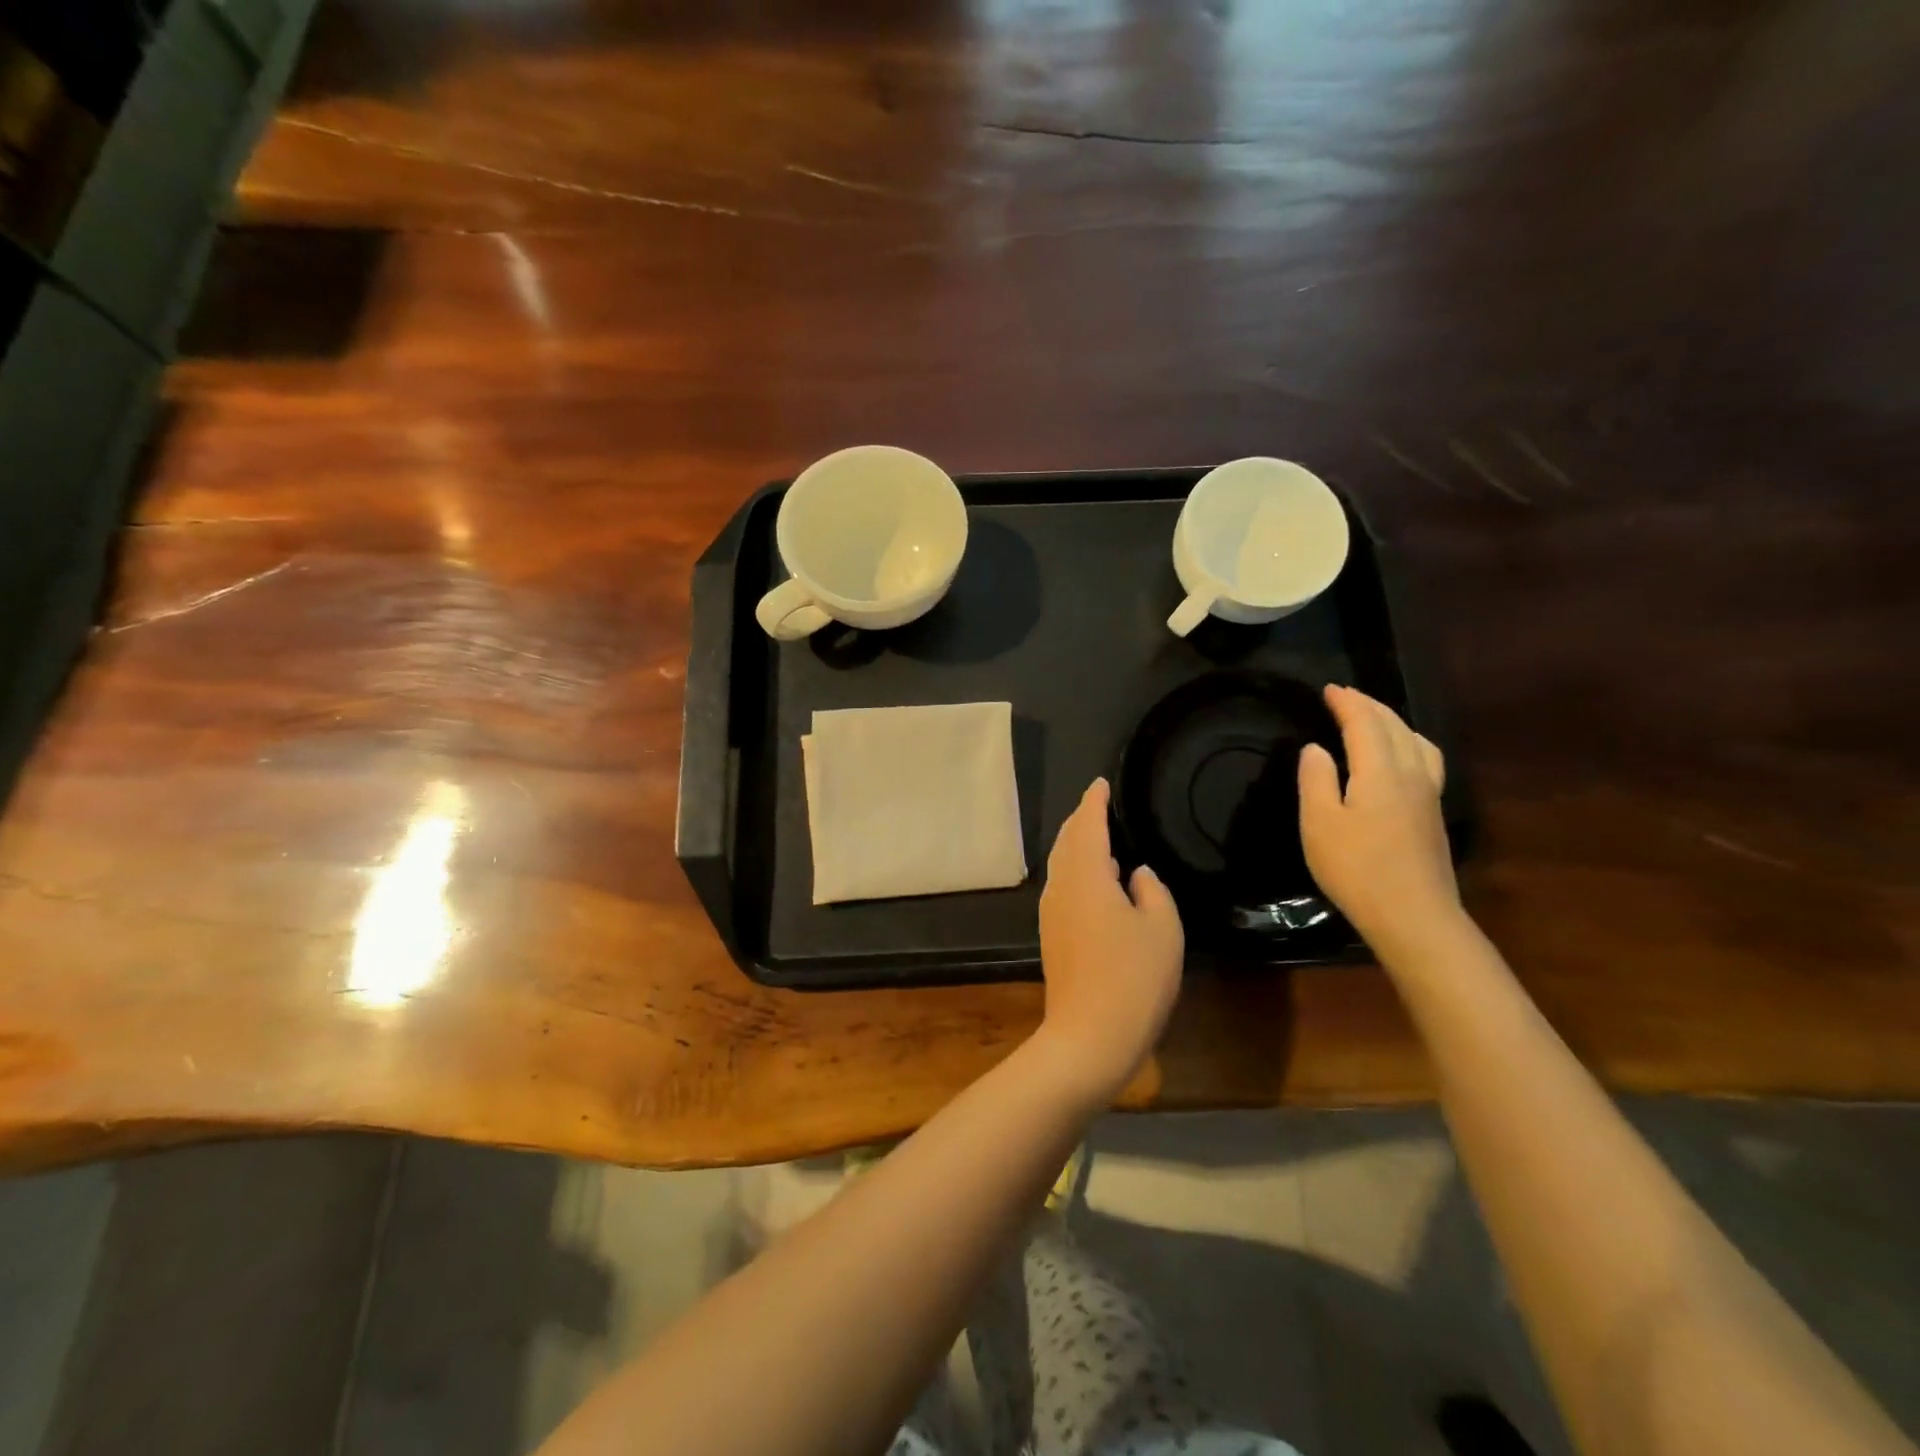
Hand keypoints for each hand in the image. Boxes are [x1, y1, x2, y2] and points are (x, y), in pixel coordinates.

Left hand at [1036, 778, 1183, 1101]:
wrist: (1089, 1037)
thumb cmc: (1133, 978)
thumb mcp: (1162, 929)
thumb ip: (1152, 891)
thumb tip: (1136, 874)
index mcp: (1087, 875)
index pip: (1089, 825)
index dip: (1095, 801)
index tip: (1100, 783)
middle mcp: (1062, 886)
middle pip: (1067, 840)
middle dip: (1081, 819)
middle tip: (1099, 805)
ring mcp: (1052, 912)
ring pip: (1061, 864)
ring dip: (1076, 844)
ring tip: (1097, 836)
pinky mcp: (1052, 935)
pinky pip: (1062, 885)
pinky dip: (1075, 869)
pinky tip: (1093, 880)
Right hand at [1298, 685, 1458, 958]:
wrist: (1413, 915)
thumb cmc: (1356, 868)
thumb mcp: (1320, 823)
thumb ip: (1316, 779)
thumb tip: (1316, 748)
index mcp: (1380, 770)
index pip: (1364, 723)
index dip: (1346, 703)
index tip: (1328, 689)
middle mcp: (1411, 773)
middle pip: (1394, 726)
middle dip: (1369, 706)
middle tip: (1346, 696)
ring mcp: (1428, 793)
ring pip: (1416, 741)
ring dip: (1393, 721)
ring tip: (1374, 718)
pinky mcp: (1433, 813)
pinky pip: (1424, 758)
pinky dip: (1409, 742)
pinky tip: (1402, 756)